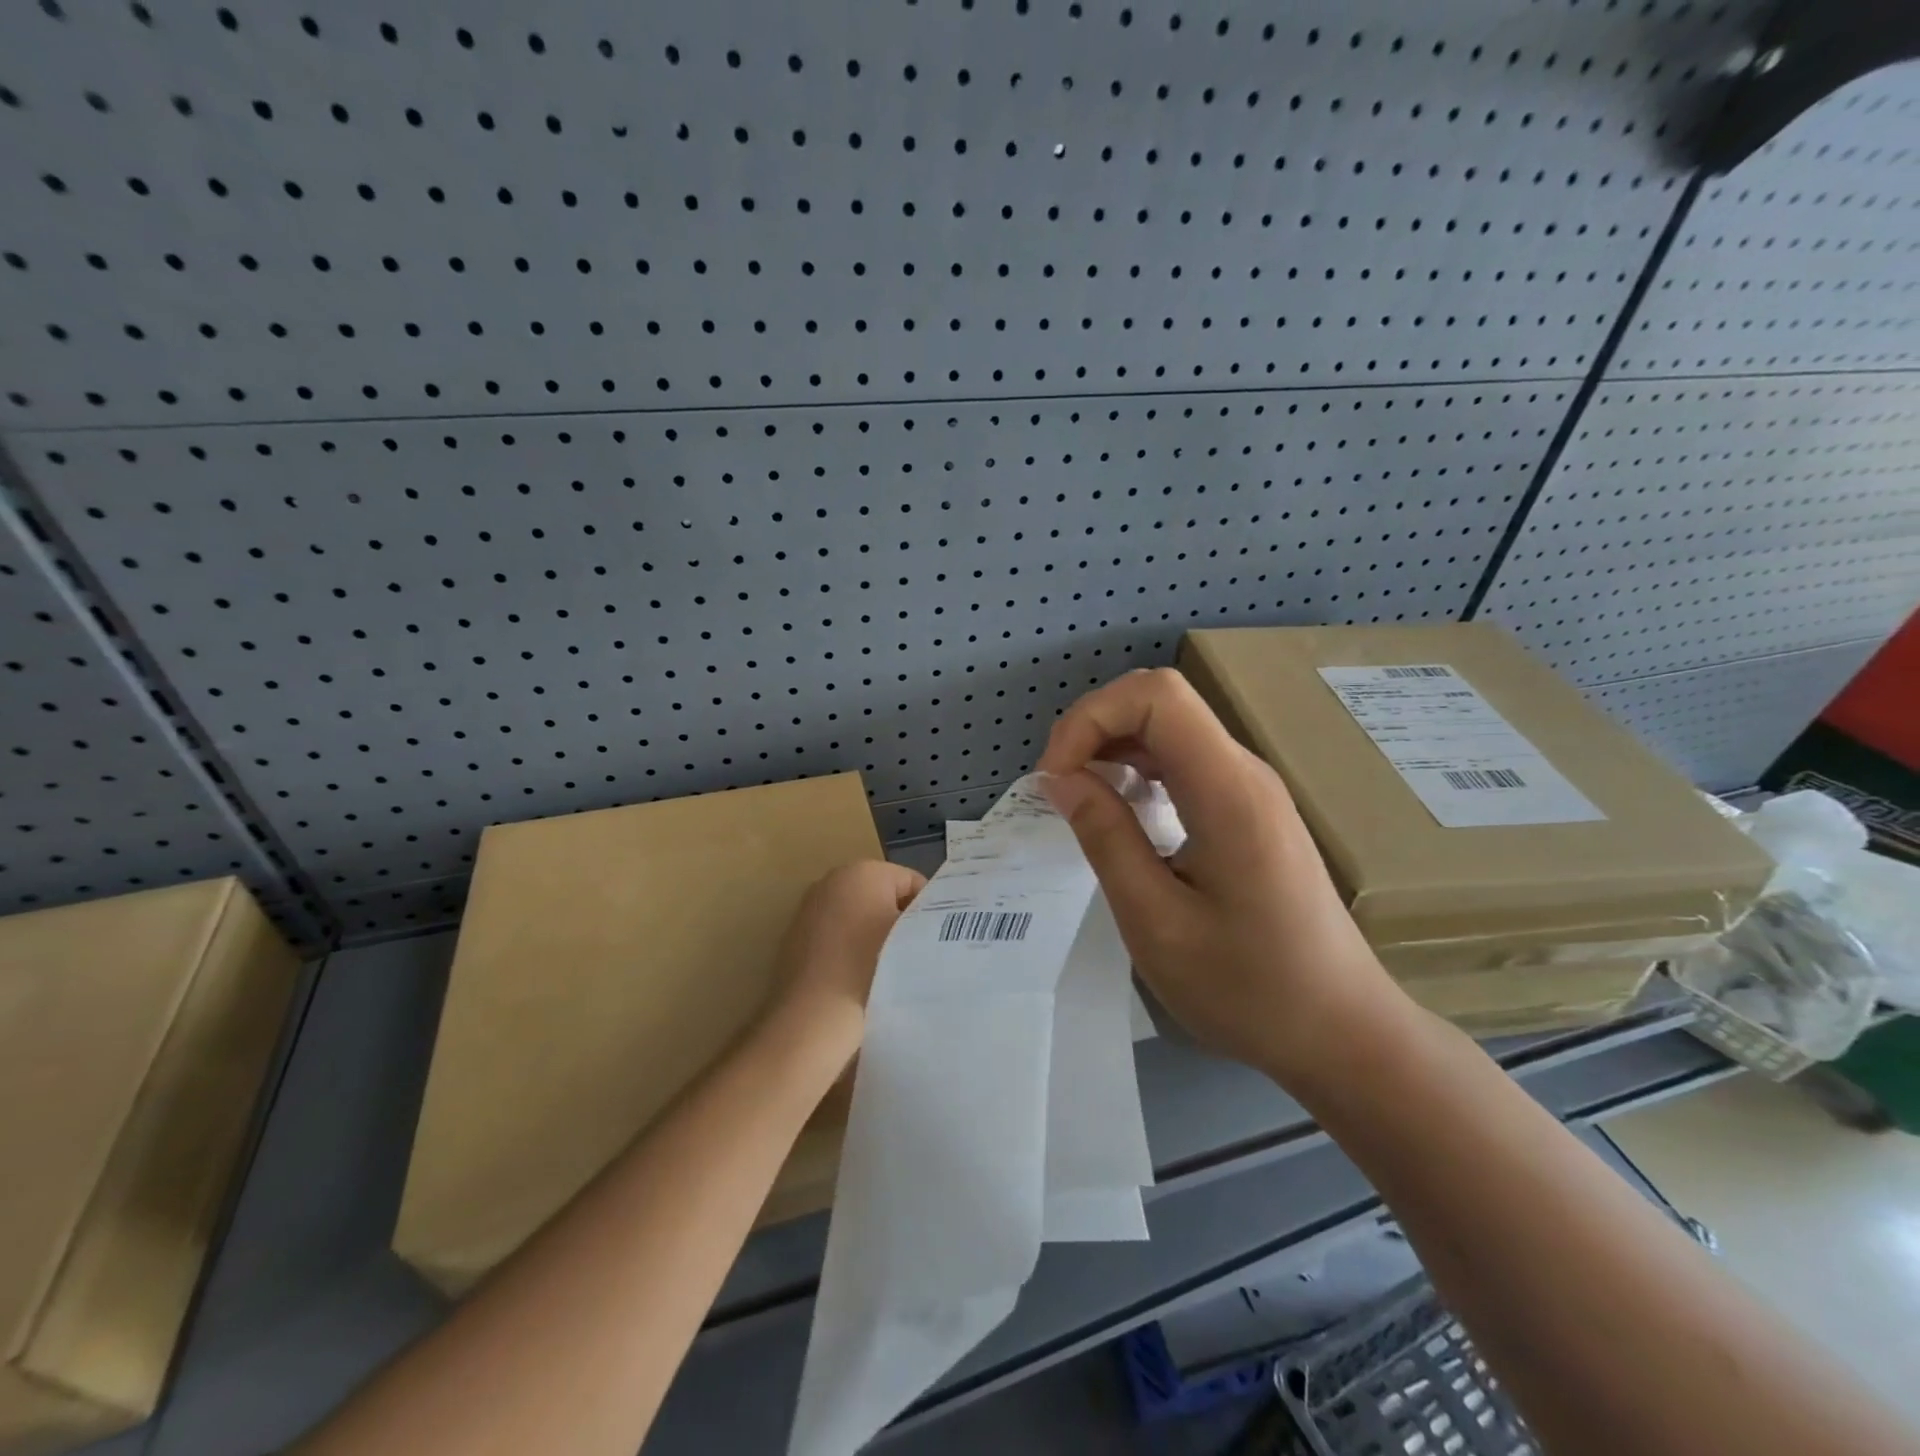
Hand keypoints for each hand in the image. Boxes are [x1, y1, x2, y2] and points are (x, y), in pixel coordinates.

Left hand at [767, 860, 925, 1053]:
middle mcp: (832, 879)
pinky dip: (849, 949)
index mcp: (863, 871)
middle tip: (913, 954)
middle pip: (882, 895)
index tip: (933, 941)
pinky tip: (857, 977)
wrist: (813, 1017)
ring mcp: (809, 907)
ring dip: (874, 935)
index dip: (928, 911)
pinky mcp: (795, 935)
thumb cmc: (871, 968)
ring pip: (858, 916)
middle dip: (898, 920)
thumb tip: (930, 921)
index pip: (912, 882)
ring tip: (887, 970)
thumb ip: (928, 920)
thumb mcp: (913, 938)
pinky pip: (836, 934)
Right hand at [1037, 668, 1403, 1079]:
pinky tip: (1119, 813)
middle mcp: (1244, 772)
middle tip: (1059, 789)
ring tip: (1078, 801)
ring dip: (1112, 748)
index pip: (1155, 696)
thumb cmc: (1248, 989)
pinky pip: (1184, 761)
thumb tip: (1060, 779)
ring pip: (1170, 727)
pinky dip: (1137, 770)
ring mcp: (1251, 788)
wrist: (1341, 1031)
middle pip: (1160, 701)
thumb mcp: (1156, 923)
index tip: (1056, 779)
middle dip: (1094, 728)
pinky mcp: (1249, 809)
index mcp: (1227, 791)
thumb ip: (1106, 839)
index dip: (1090, 718)